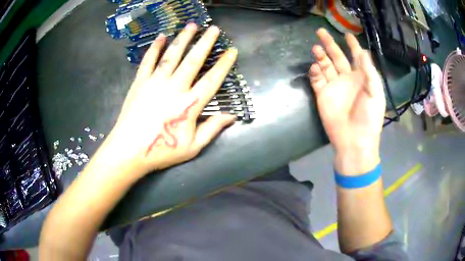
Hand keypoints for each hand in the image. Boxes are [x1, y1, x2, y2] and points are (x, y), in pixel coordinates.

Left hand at [104, 24, 237, 175]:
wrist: (129, 150)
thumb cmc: (162, 150)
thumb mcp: (192, 146)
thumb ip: (212, 129)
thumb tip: (232, 117)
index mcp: (190, 104)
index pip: (212, 79)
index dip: (224, 64)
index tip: (231, 50)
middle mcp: (175, 87)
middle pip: (193, 60)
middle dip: (205, 42)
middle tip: (214, 28)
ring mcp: (155, 82)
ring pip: (172, 55)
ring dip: (183, 39)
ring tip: (192, 26)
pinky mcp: (140, 82)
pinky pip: (148, 60)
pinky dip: (155, 48)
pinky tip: (161, 37)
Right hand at [308, 28, 385, 174]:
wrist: (354, 140)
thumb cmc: (369, 117)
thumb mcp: (374, 93)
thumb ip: (369, 71)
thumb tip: (363, 51)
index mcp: (361, 78)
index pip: (356, 57)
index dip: (352, 45)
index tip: (347, 34)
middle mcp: (347, 79)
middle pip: (337, 57)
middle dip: (330, 44)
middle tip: (320, 32)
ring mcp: (334, 87)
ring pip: (325, 66)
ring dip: (320, 56)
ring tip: (316, 48)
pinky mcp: (323, 95)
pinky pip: (317, 80)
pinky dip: (314, 73)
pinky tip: (315, 68)